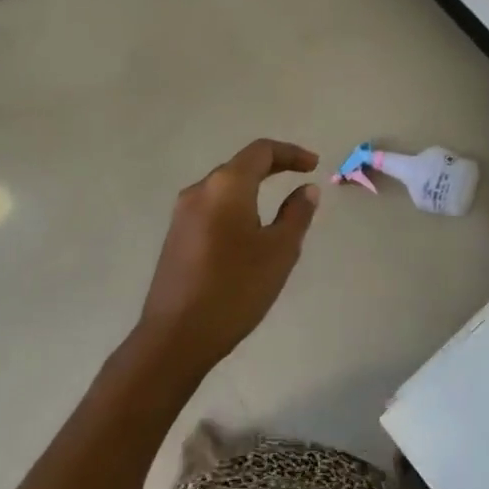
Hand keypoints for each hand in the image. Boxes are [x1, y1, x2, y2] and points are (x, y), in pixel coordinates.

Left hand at [137, 139, 321, 379]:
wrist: (175, 338)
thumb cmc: (235, 289)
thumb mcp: (279, 251)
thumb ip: (296, 214)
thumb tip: (306, 189)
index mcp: (226, 186)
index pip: (261, 151)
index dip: (290, 153)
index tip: (314, 165)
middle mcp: (200, 190)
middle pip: (240, 165)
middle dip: (272, 167)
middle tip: (300, 176)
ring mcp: (182, 214)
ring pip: (224, 187)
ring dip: (252, 186)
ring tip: (278, 203)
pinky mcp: (176, 236)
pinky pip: (212, 207)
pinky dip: (236, 205)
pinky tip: (248, 229)